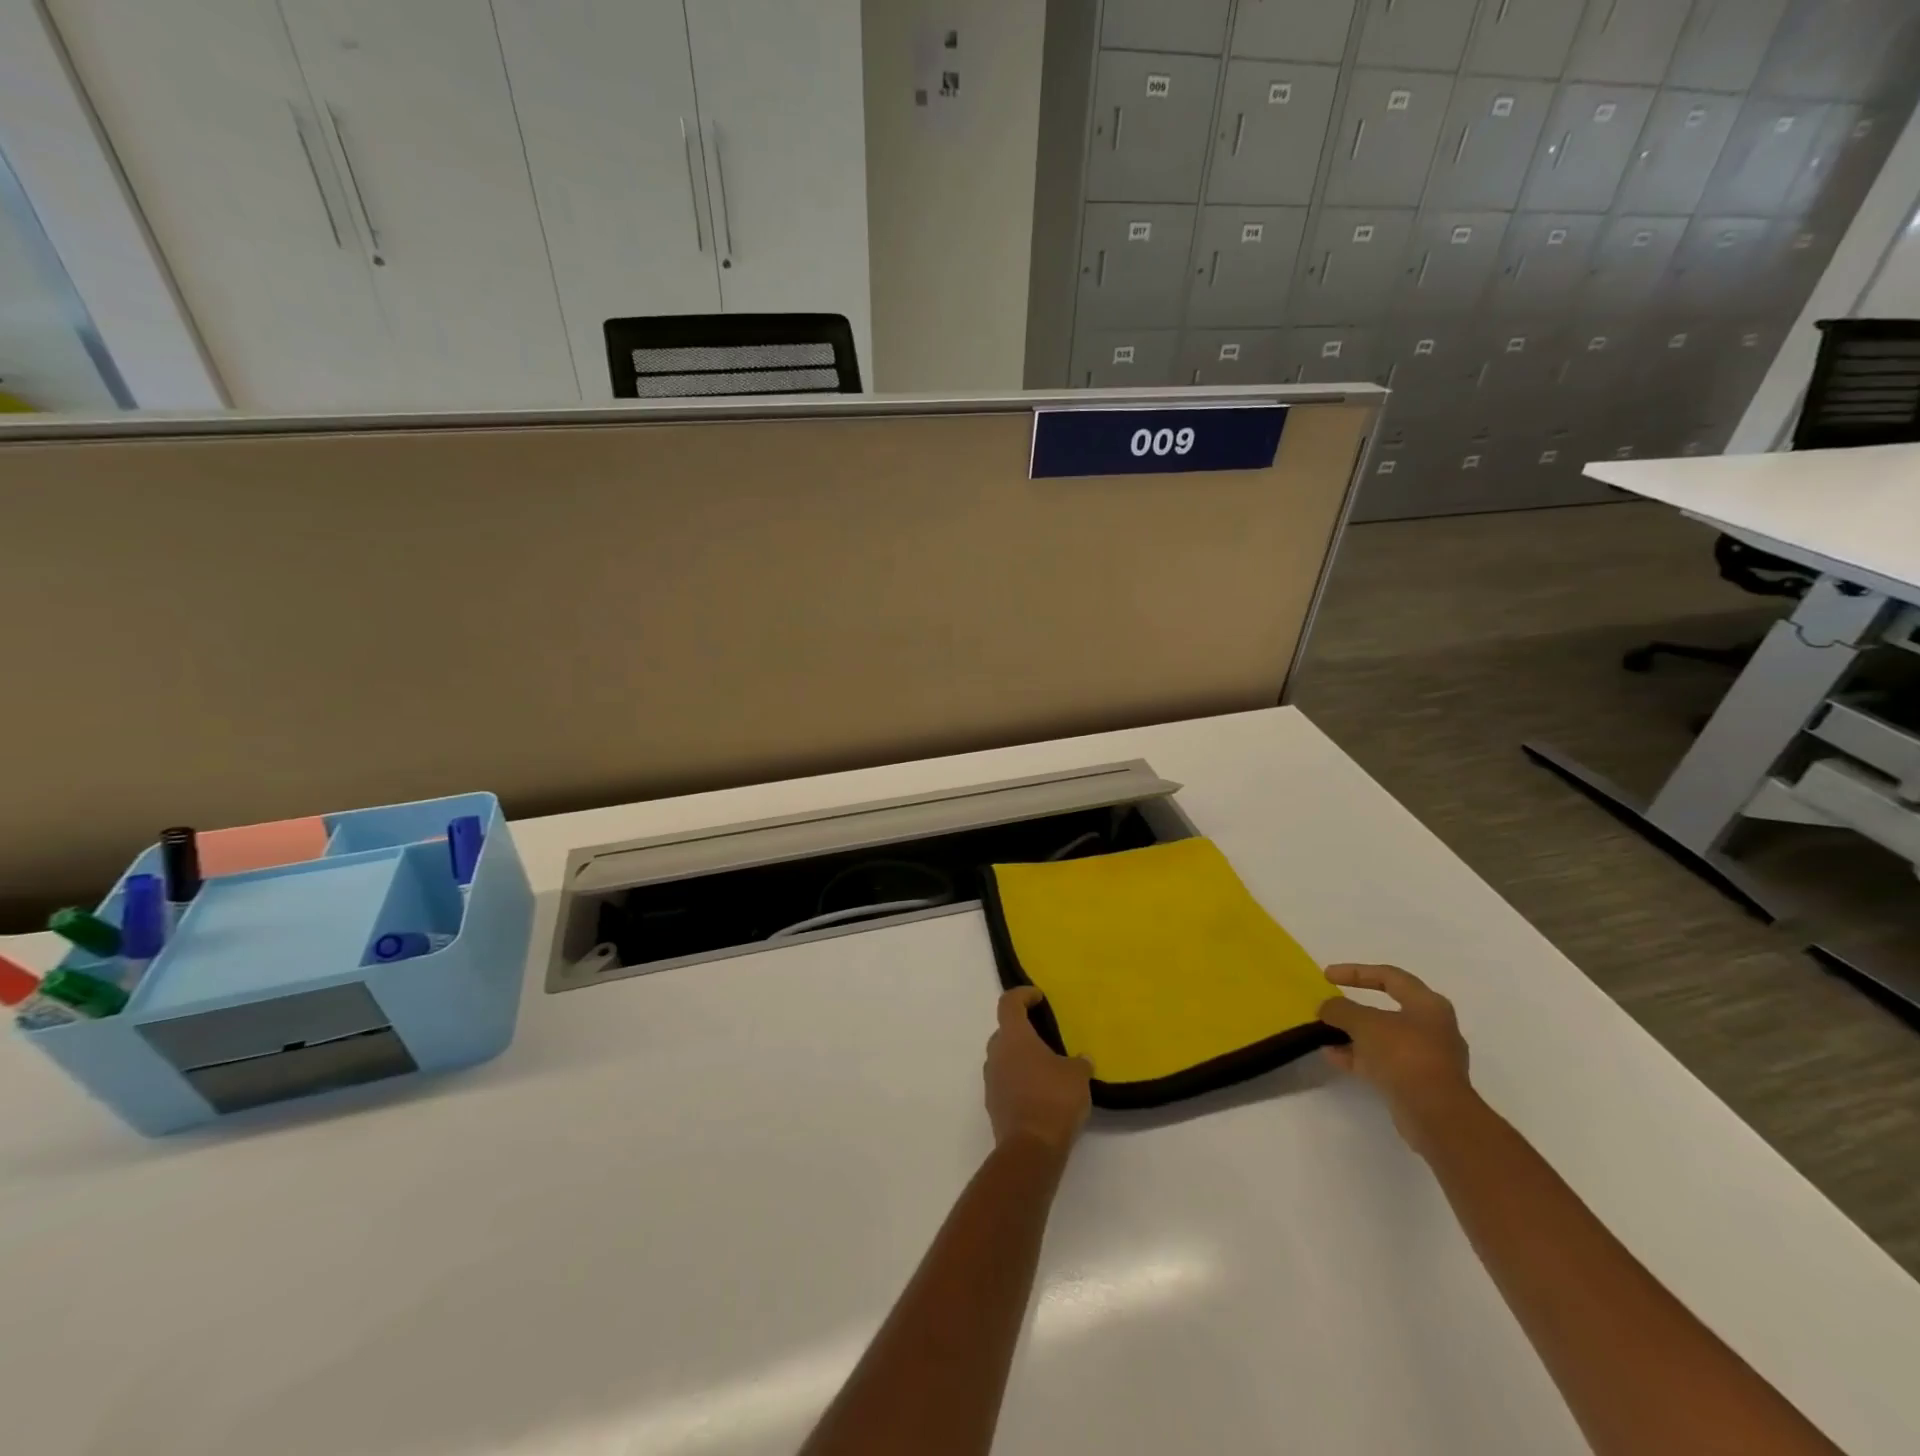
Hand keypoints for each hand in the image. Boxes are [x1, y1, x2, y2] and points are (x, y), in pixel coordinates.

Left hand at [984, 987, 1092, 1153]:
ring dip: (1020, 1057)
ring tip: (1046, 1067)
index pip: (1009, 1003)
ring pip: (1003, 1058)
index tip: (1038, 997)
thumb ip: (1079, 1062)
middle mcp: (996, 1053)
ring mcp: (991, 1080)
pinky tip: (1040, 1093)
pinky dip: (1019, 1080)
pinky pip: (1005, 1081)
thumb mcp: (1077, 1076)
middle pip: (1005, 1031)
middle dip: (1023, 1030)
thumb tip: (1082, 1058)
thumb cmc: (1054, 1099)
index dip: (1022, 995)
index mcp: (1014, 1037)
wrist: (1030, 1149)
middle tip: (1045, 1036)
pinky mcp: (993, 1104)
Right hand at [1318, 963, 1474, 1151]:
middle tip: (1330, 1006)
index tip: (1327, 976)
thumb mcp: (1364, 1023)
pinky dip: (1359, 1056)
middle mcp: (1432, 1028)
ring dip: (1353, 1034)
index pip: (1389, 976)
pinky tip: (1333, 1056)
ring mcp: (1427, 1057)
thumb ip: (1340, 1009)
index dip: (1355, 972)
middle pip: (1387, 1009)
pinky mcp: (1419, 1083)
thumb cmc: (1404, 1055)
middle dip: (1354, 1008)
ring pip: (1383, 1037)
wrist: (1436, 1115)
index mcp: (1428, 1004)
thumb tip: (1326, 1007)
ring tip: (1324, 1033)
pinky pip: (1383, 1061)